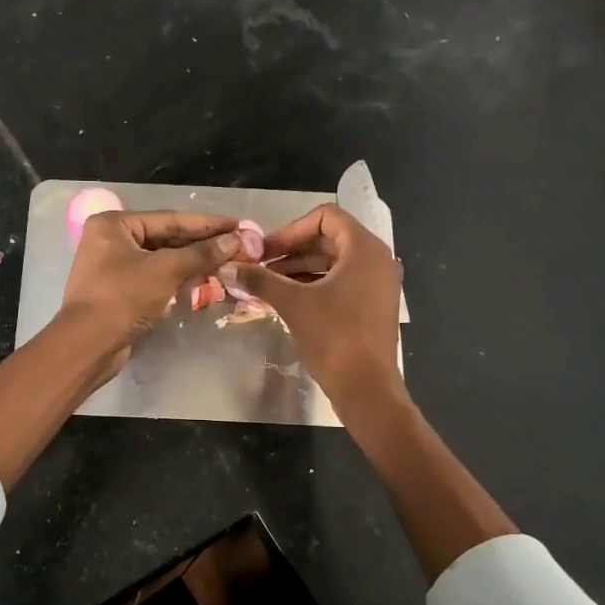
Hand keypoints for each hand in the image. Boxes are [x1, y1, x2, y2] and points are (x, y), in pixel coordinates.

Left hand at [61, 209, 242, 372]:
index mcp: (114, 224)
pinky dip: (176, 281)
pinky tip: (201, 283)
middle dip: (201, 246)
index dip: (206, 224)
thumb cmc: (123, 297)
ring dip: (192, 264)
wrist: (88, 345)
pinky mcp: (119, 293)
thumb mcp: (165, 270)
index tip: (237, 225)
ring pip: (161, 261)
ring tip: (226, 264)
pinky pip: (154, 280)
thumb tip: (235, 239)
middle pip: (165, 239)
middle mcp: (110, 241)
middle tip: (237, 247)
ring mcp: (113, 268)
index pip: (169, 219)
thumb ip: (201, 253)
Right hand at [231, 203, 403, 407]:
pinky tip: (286, 300)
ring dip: (298, 270)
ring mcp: (377, 284)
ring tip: (267, 285)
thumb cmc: (334, 337)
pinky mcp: (372, 306)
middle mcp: (377, 260)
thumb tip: (228, 267)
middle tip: (260, 267)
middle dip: (291, 251)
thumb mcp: (293, 303)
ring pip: (333, 264)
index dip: (290, 230)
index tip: (265, 251)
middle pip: (328, 240)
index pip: (325, 217)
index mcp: (364, 249)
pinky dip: (313, 286)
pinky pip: (340, 283)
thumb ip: (260, 280)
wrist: (366, 387)